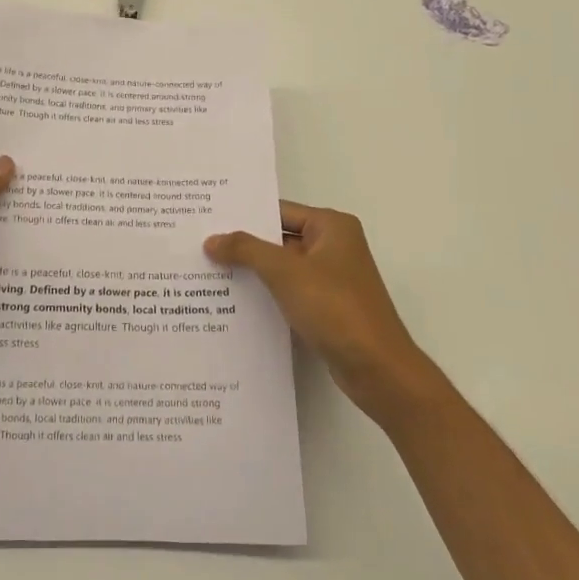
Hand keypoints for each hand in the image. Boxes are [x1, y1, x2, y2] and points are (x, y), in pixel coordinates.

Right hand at [204, 202, 431, 421]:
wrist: (377, 368)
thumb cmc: (335, 308)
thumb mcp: (285, 272)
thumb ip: (246, 250)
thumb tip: (211, 240)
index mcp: (332, 226)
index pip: (279, 211)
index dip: (244, 216)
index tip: (208, 220)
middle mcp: (334, 246)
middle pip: (279, 238)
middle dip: (244, 245)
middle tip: (201, 245)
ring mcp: (332, 278)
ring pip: (283, 268)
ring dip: (253, 272)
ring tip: (209, 272)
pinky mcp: (328, 307)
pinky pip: (290, 292)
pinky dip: (267, 294)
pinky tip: (234, 301)